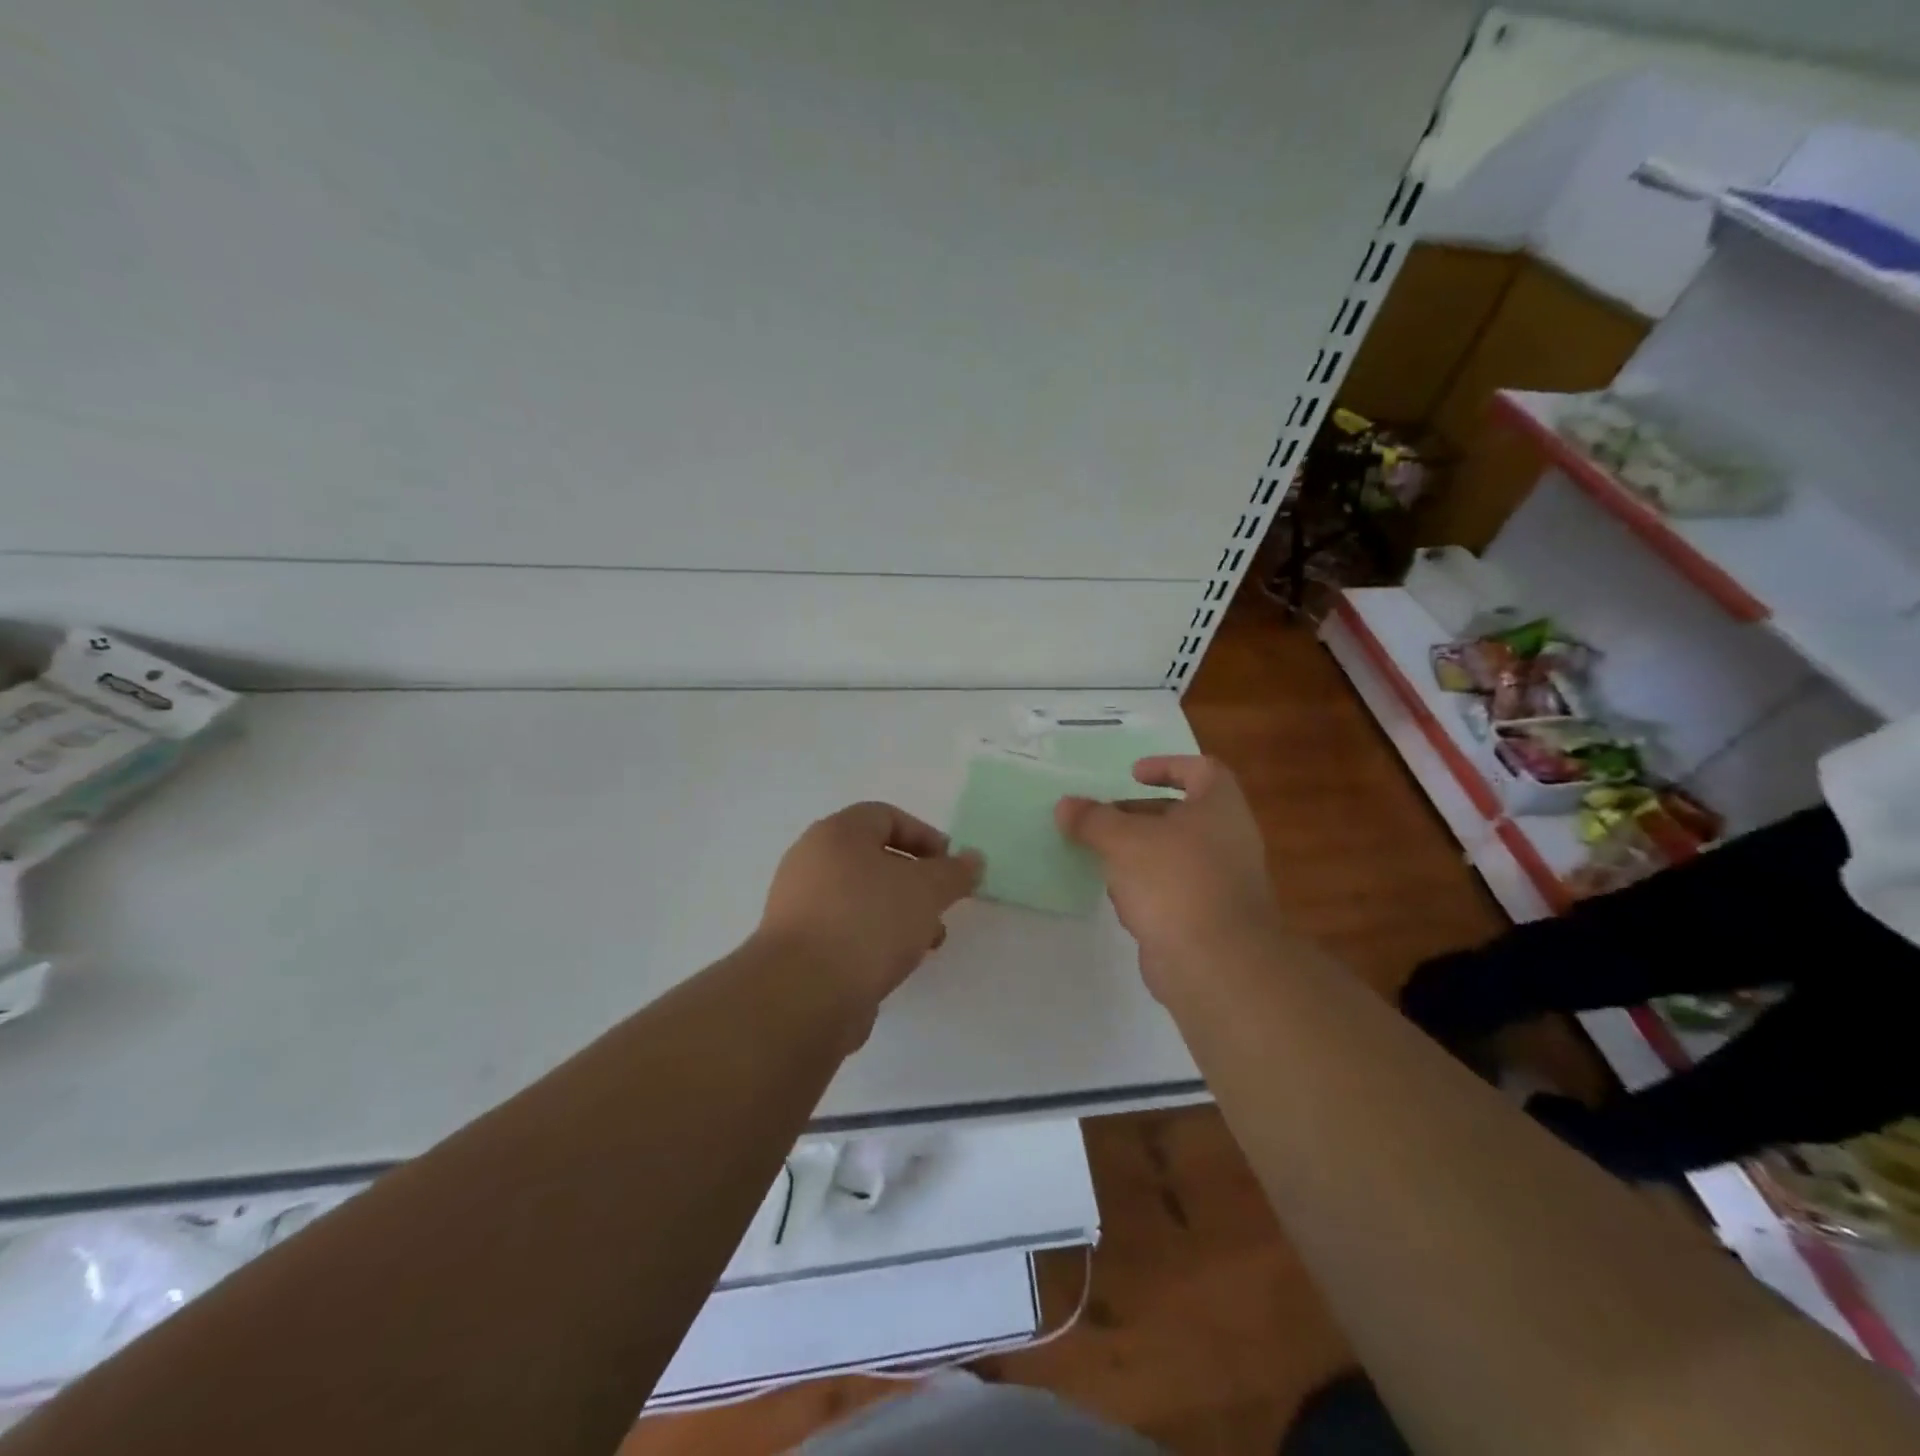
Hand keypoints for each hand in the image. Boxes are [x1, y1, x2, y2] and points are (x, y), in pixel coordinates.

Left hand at [756, 801, 983, 1018]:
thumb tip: (973, 859)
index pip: (885, 816)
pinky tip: (894, 965)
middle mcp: (811, 861)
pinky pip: (845, 930)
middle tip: (941, 905)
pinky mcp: (797, 947)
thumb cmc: (868, 922)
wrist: (803, 994)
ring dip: (898, 914)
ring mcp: (799, 905)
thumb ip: (955, 872)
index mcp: (836, 833)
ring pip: (861, 898)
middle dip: (915, 881)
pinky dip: (873, 939)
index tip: (951, 867)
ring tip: (926, 943)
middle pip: (873, 858)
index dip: (925, 836)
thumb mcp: (927, 890)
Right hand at [1056, 756, 1280, 1001]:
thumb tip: (1066, 805)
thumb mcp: (1123, 840)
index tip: (1131, 775)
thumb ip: (1092, 819)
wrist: (1216, 964)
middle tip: (1101, 821)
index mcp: (1220, 808)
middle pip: (1181, 815)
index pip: (1201, 770)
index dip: (1167, 766)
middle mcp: (1228, 840)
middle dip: (1137, 815)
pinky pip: (1174, 892)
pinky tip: (1122, 903)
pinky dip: (1148, 890)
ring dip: (1139, 855)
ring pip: (1174, 856)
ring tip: (1102, 860)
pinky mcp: (1209, 919)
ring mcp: (1222, 882)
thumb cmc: (1174, 881)